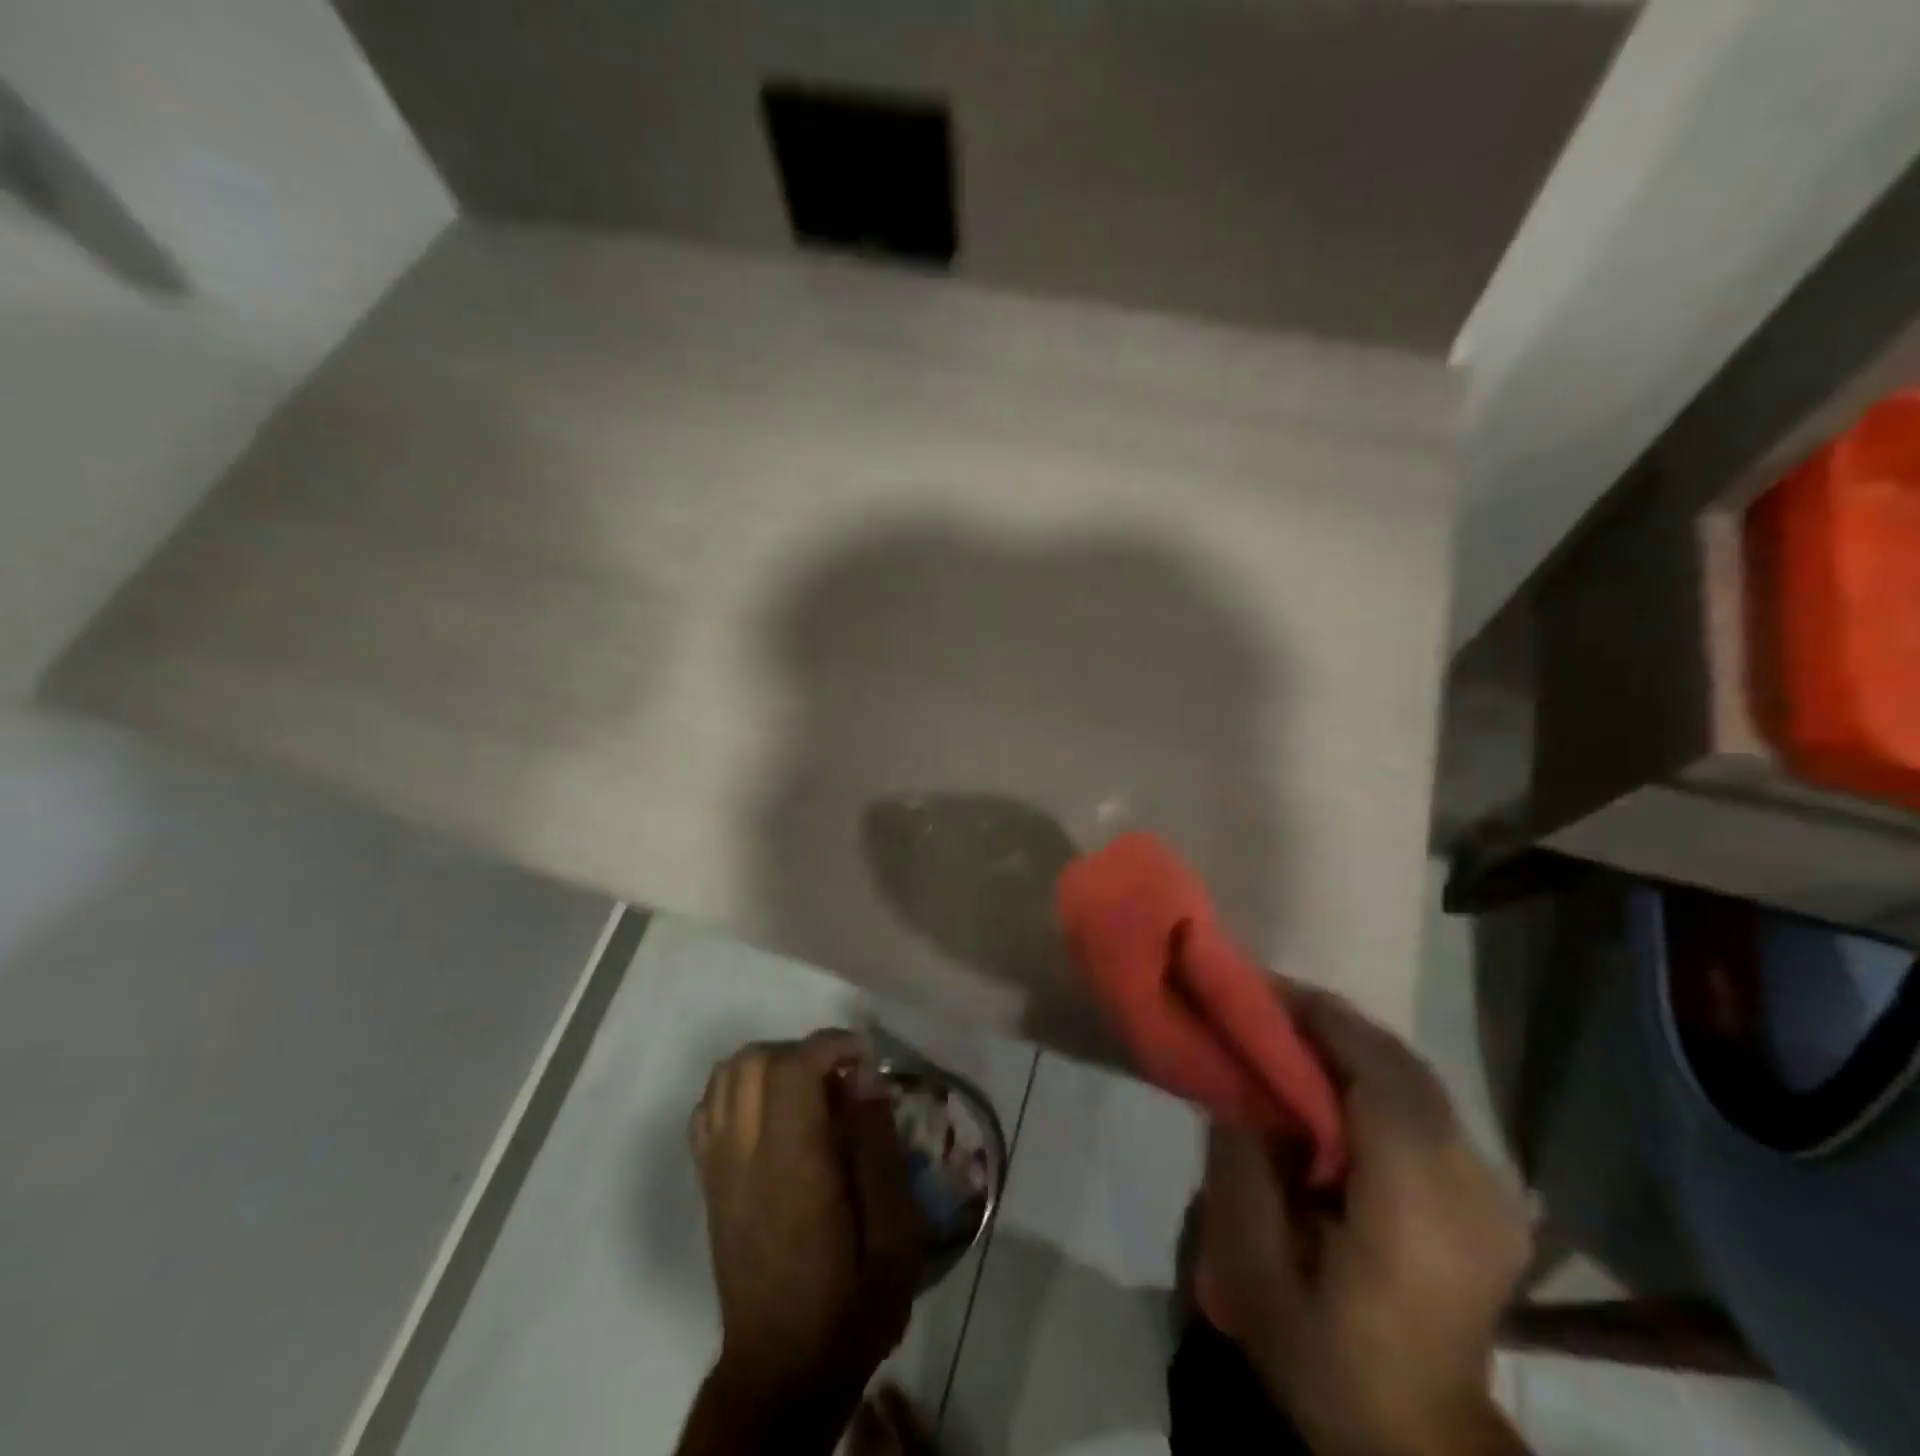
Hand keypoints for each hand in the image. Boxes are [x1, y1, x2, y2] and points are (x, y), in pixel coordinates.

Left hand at [689, 1031, 924, 1407]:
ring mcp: (718, 1169)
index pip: (791, 1070)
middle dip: (803, 1051)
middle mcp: (744, 1158)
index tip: (866, 1059)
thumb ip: (879, 1149)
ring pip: (725, 1077)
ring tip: (811, 1092)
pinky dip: (741, 1090)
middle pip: (752, 1061)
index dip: (830, 1045)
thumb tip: (866, 1078)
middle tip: (842, 1079)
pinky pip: (709, 1109)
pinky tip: (775, 1114)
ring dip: (771, 1064)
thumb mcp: (894, 1236)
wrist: (782, 1374)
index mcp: (791, 1169)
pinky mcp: (708, 1183)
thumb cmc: (849, 1305)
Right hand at [1198, 988, 1531, 1455]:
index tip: (1263, 989)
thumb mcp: (1254, 1271)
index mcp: (1414, 1200)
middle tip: (1267, 1005)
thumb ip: (1241, 1169)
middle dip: (1331, 1022)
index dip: (1322, 1020)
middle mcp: (1468, 1182)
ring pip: (1417, 1079)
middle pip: (1400, 1065)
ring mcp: (1491, 1191)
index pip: (1377, 1073)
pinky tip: (1336, 1083)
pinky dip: (1378, 1075)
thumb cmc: (1328, 1357)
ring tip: (1292, 1035)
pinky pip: (1428, 1108)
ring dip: (1353, 1045)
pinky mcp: (1491, 1200)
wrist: (1419, 1442)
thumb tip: (1237, 1089)